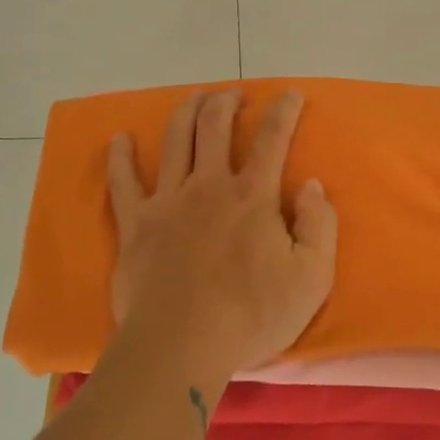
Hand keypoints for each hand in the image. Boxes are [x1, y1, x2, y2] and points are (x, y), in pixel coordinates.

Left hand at [105, 89, 337, 395]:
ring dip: (185, 112)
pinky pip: (123, 181)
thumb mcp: (311, 278)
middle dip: (226, 102)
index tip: (290, 93)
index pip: (272, 139)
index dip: (284, 111)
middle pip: (214, 126)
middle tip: (233, 96)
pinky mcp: (136, 224)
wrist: (180, 347)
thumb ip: (319, 226)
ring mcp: (167, 201)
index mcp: (252, 196)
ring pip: (174, 141)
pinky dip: (121, 156)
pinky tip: (120, 139)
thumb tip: (311, 186)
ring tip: (194, 99)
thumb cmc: (251, 316)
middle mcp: (208, 186)